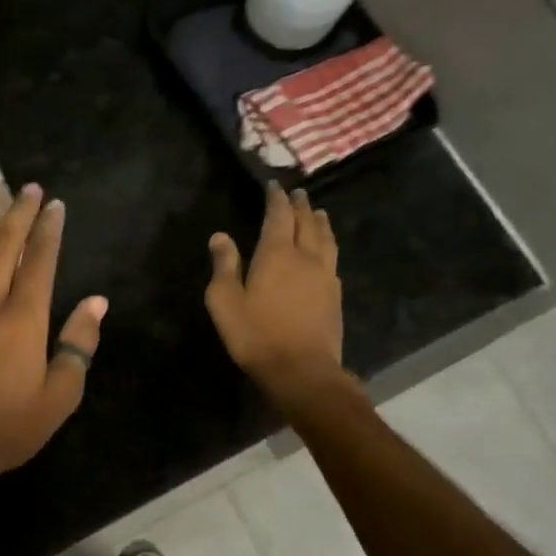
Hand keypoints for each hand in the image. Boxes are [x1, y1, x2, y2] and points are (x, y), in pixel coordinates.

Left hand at [0, 181, 106, 520]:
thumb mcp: (57, 399)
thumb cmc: (4, 429)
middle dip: (17, 211)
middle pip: (2, 244)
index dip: (48, 230)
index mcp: (22, 319)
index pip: (39, 261)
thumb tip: (96, 303)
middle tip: (27, 187)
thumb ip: (78, 347)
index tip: (55, 205)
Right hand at [205, 182, 346, 401]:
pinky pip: (333, 259)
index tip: (274, 186)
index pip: (278, 216)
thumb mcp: (225, 301)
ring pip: (326, 239)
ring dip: (320, 222)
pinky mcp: (335, 296)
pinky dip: (328, 246)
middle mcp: (306, 257)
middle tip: (298, 193)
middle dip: (300, 206)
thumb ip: (224, 266)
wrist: (301, 369)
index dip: (276, 199)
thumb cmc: (256, 335)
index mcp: (277, 254)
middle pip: (306, 222)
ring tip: (318, 213)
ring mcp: (325, 276)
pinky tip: (327, 252)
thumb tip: (220, 236)